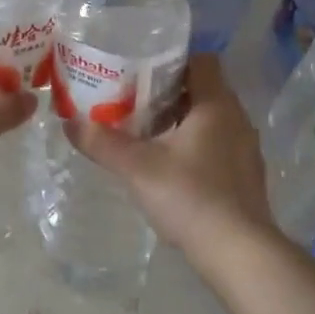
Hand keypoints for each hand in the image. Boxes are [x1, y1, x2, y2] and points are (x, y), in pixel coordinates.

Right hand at [64, 54, 274, 259]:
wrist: (238, 252)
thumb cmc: (189, 196)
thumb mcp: (136, 167)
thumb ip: (101, 142)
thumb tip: (68, 123)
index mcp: (217, 105)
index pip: (201, 61)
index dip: (171, 61)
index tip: (140, 71)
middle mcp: (238, 120)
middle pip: (202, 91)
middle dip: (167, 93)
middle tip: (131, 102)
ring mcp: (246, 150)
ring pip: (210, 121)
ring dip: (180, 122)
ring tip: (145, 134)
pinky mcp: (246, 177)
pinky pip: (217, 146)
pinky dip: (194, 147)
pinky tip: (169, 168)